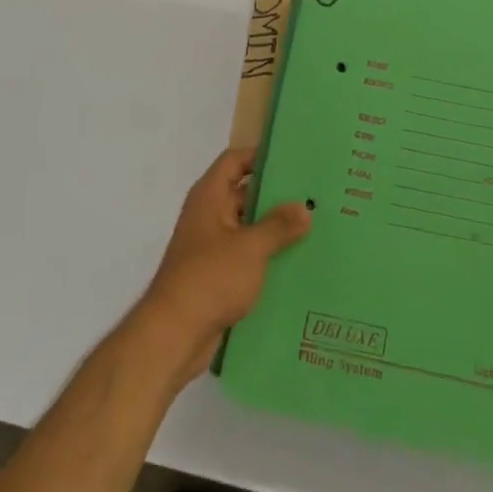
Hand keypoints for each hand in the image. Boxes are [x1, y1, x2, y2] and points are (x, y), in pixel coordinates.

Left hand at [134, 148, 311, 387]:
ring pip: (250, 227)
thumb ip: (279, 225)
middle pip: (245, 193)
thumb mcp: (250, 247)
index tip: (294, 160)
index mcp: (210, 197)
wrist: (174, 335)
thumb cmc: (209, 278)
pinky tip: (300, 261)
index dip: (260, 156)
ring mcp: (213, 246)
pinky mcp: (219, 275)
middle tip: (316, 195)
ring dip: (276, 228)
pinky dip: (269, 255)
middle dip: (277, 195)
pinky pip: (249, 255)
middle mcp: (210, 216)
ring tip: (317, 227)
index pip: (235, 161)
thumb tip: (305, 207)